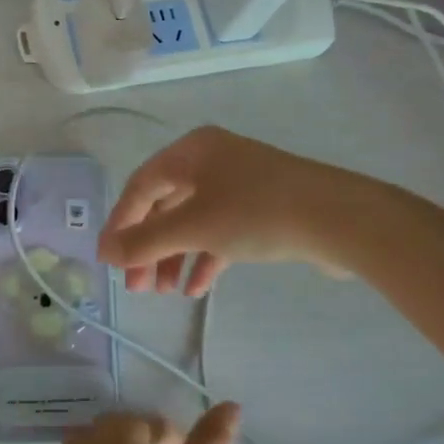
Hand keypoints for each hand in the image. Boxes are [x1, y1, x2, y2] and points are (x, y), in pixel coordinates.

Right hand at [97, 126, 351, 295]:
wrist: (339, 219)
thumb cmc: (256, 213)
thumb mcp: (193, 226)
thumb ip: (145, 241)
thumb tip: (105, 252)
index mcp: (191, 151)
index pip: (140, 186)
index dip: (120, 224)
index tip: (108, 261)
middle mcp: (211, 160)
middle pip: (165, 204)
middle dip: (149, 247)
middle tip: (137, 286)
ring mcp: (239, 183)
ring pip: (192, 220)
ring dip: (174, 256)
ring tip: (164, 293)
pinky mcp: (262, 207)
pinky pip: (220, 231)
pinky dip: (205, 257)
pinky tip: (195, 289)